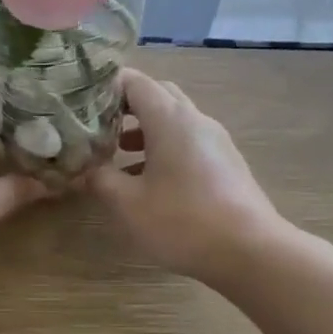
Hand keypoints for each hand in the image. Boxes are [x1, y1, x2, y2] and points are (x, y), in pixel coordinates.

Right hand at [87, 69, 283, 282]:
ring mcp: (215, 141)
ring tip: (116, 154)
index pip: (135, 82)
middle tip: (98, 126)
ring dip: (144, 130)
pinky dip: (163, 149)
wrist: (251, 252)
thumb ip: (100, 180)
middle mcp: (195, 120)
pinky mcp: (226, 163)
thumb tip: (84, 169)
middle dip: (125, 107)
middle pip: (157, 95)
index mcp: (170, 119)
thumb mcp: (128, 204)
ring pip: (174, 120)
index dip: (106, 88)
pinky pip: (188, 142)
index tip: (81, 106)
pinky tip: (148, 181)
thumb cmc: (182, 222)